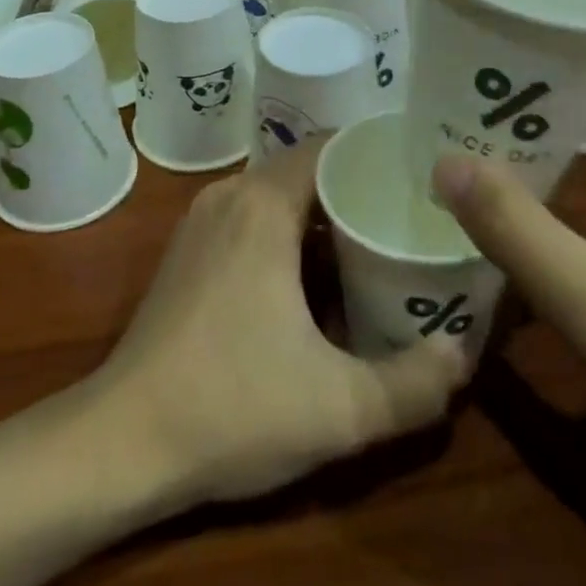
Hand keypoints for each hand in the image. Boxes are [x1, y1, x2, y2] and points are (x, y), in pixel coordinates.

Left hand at [91, 141, 468, 509]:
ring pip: (278, 194)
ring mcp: (202, 220)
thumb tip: (464, 355)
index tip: (423, 177)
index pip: (330, 146)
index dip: (377, 155)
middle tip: (411, 213)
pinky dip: (290, 229)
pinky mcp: (188, 250)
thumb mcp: (340, 407)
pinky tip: (318, 273)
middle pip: (307, 168)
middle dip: (358, 187)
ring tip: (377, 238)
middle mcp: (230, 194)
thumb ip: (415, 383)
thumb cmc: (232, 405)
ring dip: (323, 212)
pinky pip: (252, 216)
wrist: (122, 439)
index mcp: (263, 204)